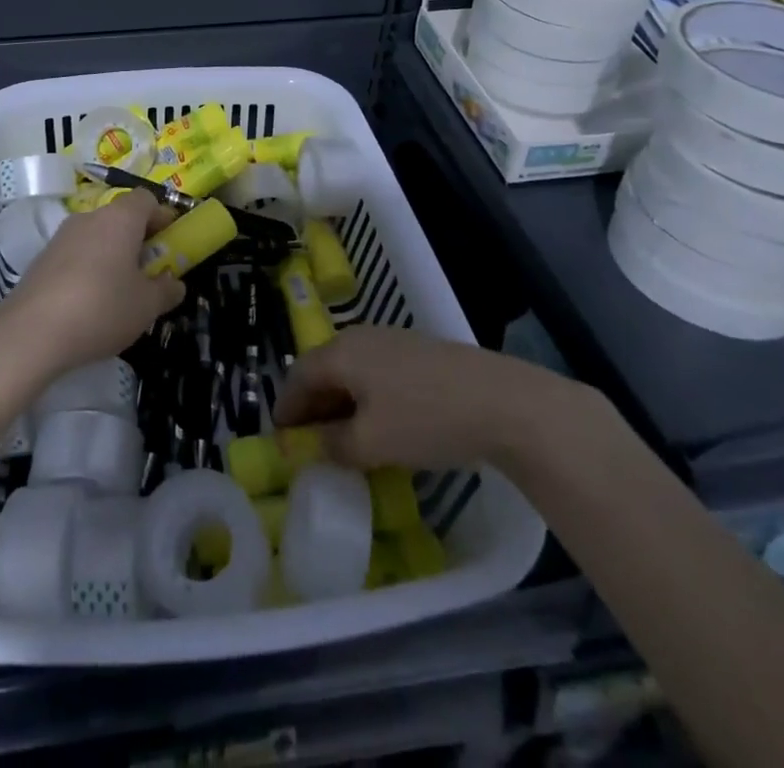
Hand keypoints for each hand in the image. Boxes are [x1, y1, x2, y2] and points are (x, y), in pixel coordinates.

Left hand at [0, 191, 184, 376]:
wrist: (31, 332)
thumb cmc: (102, 308)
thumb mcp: (147, 306)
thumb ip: (166, 291)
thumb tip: (174, 284)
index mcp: (120, 218)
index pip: (146, 199)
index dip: (162, 216)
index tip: (170, 242)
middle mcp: (89, 217)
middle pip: (120, 217)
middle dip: (137, 239)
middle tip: (149, 271)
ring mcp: (61, 236)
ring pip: (96, 236)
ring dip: (111, 254)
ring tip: (120, 291)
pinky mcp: (41, 259)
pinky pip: (75, 254)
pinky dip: (88, 268)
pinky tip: (89, 302)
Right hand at [273, 325, 594, 471]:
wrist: (502, 401)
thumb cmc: (426, 419)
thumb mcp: (371, 443)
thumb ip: (333, 445)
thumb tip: (314, 445)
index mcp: (341, 353)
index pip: (298, 375)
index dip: (286, 407)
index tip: (281, 437)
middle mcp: (361, 338)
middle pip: (324, 369)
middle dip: (312, 405)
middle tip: (309, 440)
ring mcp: (393, 341)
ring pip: (352, 371)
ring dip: (340, 402)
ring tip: (344, 437)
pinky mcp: (419, 352)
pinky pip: (377, 373)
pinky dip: (366, 397)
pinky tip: (381, 423)